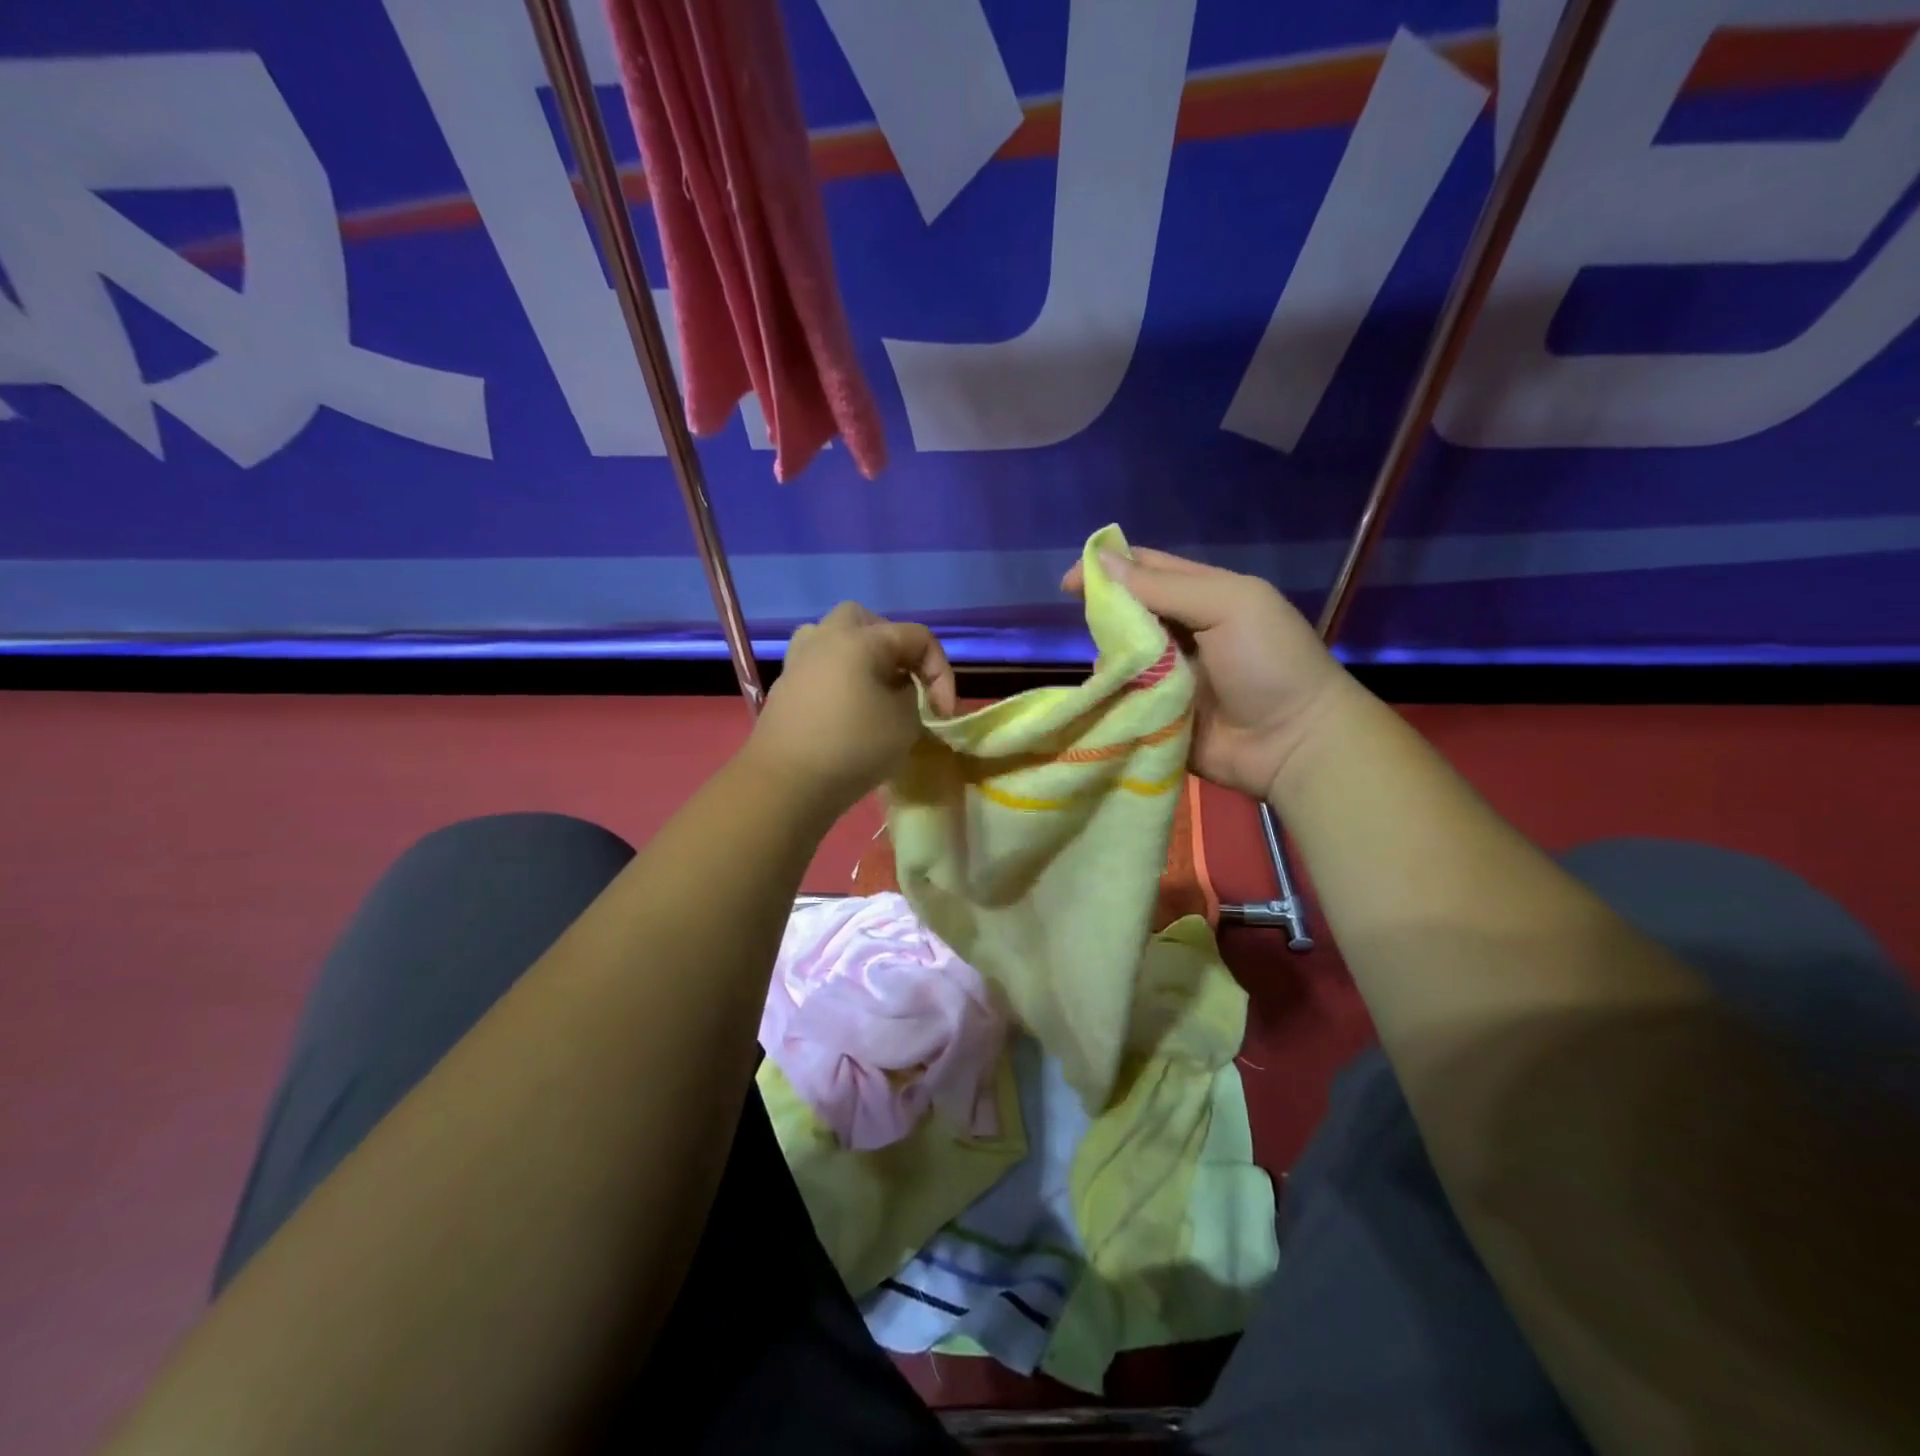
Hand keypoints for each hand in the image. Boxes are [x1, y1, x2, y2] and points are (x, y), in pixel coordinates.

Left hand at [748, 602, 958, 817]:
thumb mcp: (906, 723)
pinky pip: (819, 666)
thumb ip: (913, 698)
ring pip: (835, 639)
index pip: (917, 637)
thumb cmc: (853, 747)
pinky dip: (839, 678)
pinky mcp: (785, 687)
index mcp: (860, 639)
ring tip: (875, 688)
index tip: (944, 714)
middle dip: (895, 648)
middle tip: (907, 681)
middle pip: (868, 622)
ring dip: (861, 657)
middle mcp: (826, 638)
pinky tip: (849, 709)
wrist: (786, 784)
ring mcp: (799, 661)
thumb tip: (901, 693)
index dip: (941, 672)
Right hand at [1063, 547, 1348, 801]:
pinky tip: (1098, 696)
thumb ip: (1165, 586)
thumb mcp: (1227, 606)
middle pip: (1127, 613)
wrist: (1293, 744)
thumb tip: (1100, 562)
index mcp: (1202, 597)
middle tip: (1089, 626)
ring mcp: (1167, 677)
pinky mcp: (1157, 715)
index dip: (1108, 568)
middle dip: (1104, 615)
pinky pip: (1122, 700)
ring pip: (1119, 657)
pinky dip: (1107, 697)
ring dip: (1105, 658)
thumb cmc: (1268, 662)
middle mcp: (1180, 633)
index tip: (1068, 581)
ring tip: (1105, 666)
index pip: (1147, 570)